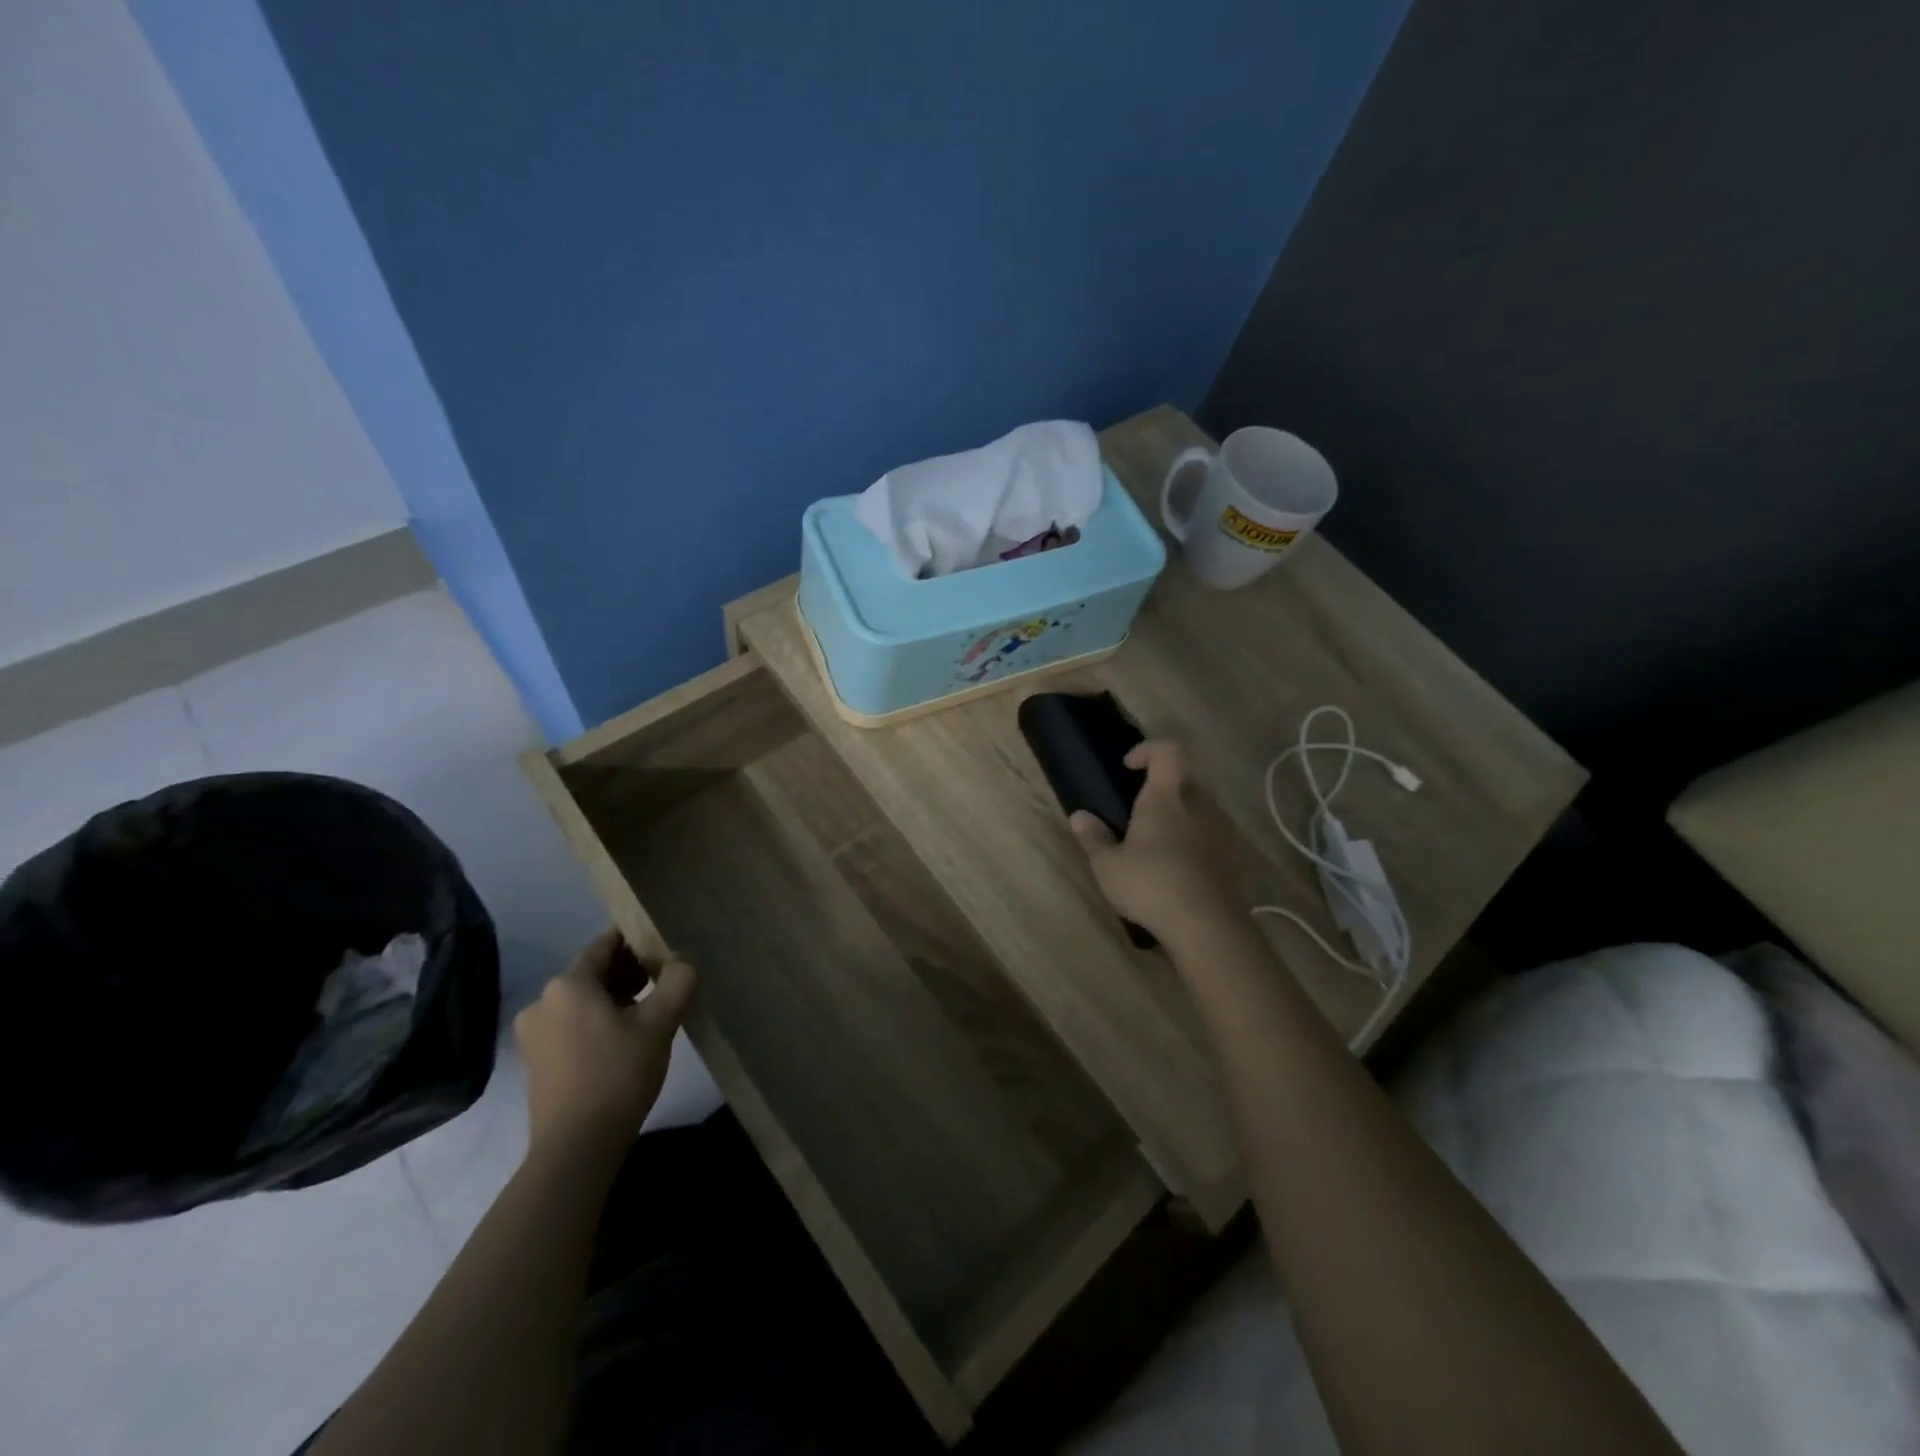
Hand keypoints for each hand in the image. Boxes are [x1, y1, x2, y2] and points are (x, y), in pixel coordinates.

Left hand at [512, 929, 696, 1161]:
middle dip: (628, 972)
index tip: (664, 946)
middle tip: (664, 980)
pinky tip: (624, 1038)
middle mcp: (542, 1001)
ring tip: (650, 1011)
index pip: (605, 945)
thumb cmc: (618, 1074)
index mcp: (568, 984)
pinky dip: (597, 1021)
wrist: (577, 1147)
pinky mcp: (535, 1060)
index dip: (637, 941)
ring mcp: (534, 1033)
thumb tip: (683, 962)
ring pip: (583, 1000)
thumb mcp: (659, 1023)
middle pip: (593, 972)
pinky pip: (572, 1024)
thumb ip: (677, 981)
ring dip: (615, 998)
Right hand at [1069, 739, 1237, 945]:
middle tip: (1141, 818)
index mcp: (1166, 798)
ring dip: (1182, 821)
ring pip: (1201, 811)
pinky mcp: (1237, 858)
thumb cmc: (1150, 885)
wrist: (1208, 926)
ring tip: (1161, 850)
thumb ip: (1093, 838)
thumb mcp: (1108, 866)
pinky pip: (1215, 839)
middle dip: (1163, 793)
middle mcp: (1199, 805)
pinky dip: (1199, 846)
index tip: (1130, 767)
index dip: (1149, 749)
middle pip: (1184, 783)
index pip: (1168, 751)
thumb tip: (1079, 815)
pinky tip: (1183, 874)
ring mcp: (1224, 831)